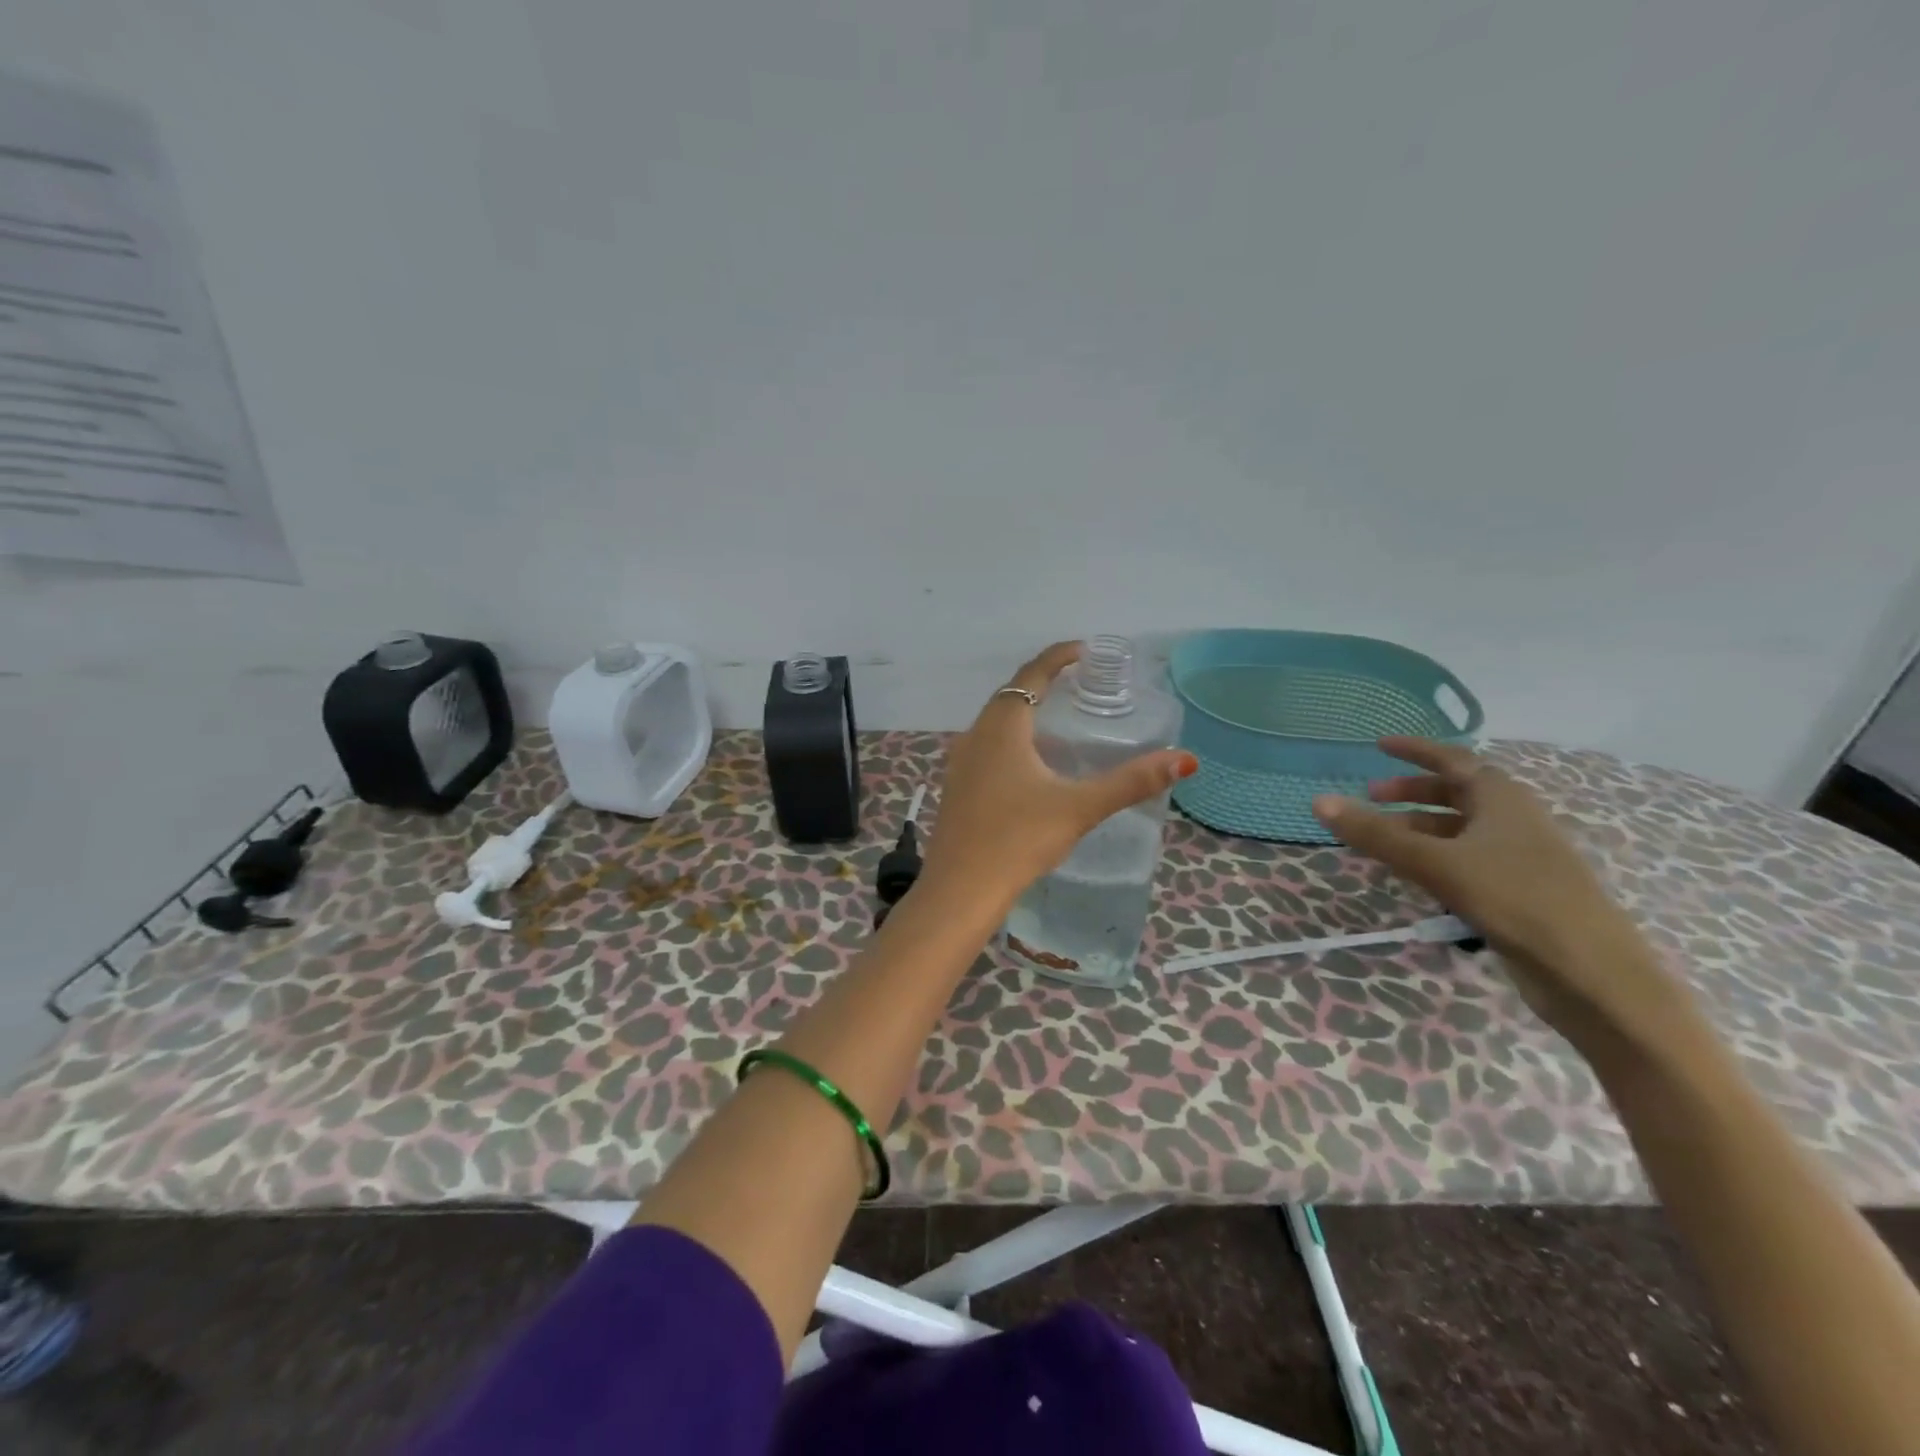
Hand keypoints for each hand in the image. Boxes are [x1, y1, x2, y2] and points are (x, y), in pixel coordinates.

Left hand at [922, 642, 1196, 908]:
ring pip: (995, 723)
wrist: (959, 889)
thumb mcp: (1079, 808)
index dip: (1057, 657)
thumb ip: (1130, 782)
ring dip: (1024, 712)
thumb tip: (1184, 759)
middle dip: (1043, 682)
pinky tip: (1028, 764)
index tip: (1084, 650)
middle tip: (1078, 683)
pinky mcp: (956, 788)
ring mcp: (960, 763)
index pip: (1030, 675)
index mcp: (1002, 728)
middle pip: (1010, 695)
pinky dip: (1011, 740)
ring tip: (1058, 718)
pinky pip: (986, 747)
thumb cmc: (1018, 839)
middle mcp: (975, 736)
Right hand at [1312, 737, 1691, 1054]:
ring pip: (1460, 829)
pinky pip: (1467, 859)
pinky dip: (1435, 856)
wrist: (1591, 973)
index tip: (1379, 746)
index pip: (1453, 760)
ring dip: (1419, 828)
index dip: (1415, 751)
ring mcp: (1519, 857)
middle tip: (1370, 798)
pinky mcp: (1519, 891)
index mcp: (1502, 799)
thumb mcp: (1435, 863)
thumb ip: (1376, 834)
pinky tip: (1416, 877)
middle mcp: (1513, 820)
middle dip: (1411, 793)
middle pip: (1456, 793)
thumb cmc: (1515, 899)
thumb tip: (1319, 802)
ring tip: (1381, 841)